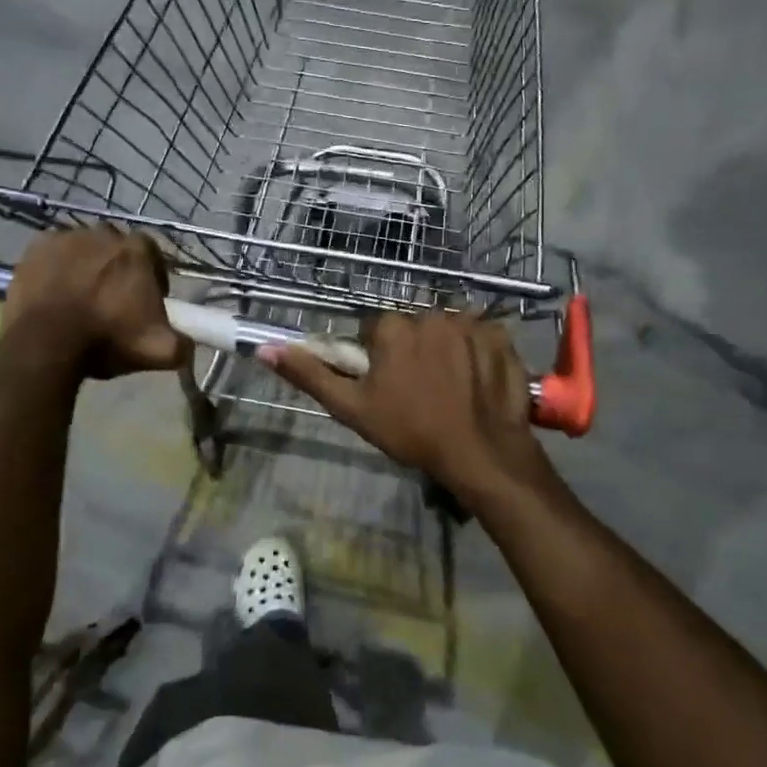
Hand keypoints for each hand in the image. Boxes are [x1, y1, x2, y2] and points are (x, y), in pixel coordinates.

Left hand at [1, 227, 187, 381]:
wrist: (46, 344)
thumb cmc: (107, 340)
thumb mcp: (159, 351)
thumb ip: (182, 344)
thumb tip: (189, 345)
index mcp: (137, 250)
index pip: (152, 254)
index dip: (152, 276)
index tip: (147, 301)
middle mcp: (103, 233)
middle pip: (116, 248)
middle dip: (117, 269)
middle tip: (112, 301)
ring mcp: (66, 237)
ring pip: (83, 249)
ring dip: (86, 267)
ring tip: (81, 299)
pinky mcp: (35, 248)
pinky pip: (53, 254)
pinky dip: (57, 269)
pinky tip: (56, 293)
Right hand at [262, 311, 549, 500]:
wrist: (479, 452)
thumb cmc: (410, 431)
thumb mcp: (352, 408)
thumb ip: (310, 375)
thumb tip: (266, 349)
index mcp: (392, 327)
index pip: (378, 331)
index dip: (381, 359)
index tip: (390, 387)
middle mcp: (430, 313)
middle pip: (414, 327)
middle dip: (414, 350)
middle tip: (420, 391)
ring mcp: (470, 323)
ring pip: (447, 330)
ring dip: (446, 349)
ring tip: (452, 389)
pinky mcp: (500, 336)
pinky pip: (481, 335)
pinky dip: (478, 352)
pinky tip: (477, 382)